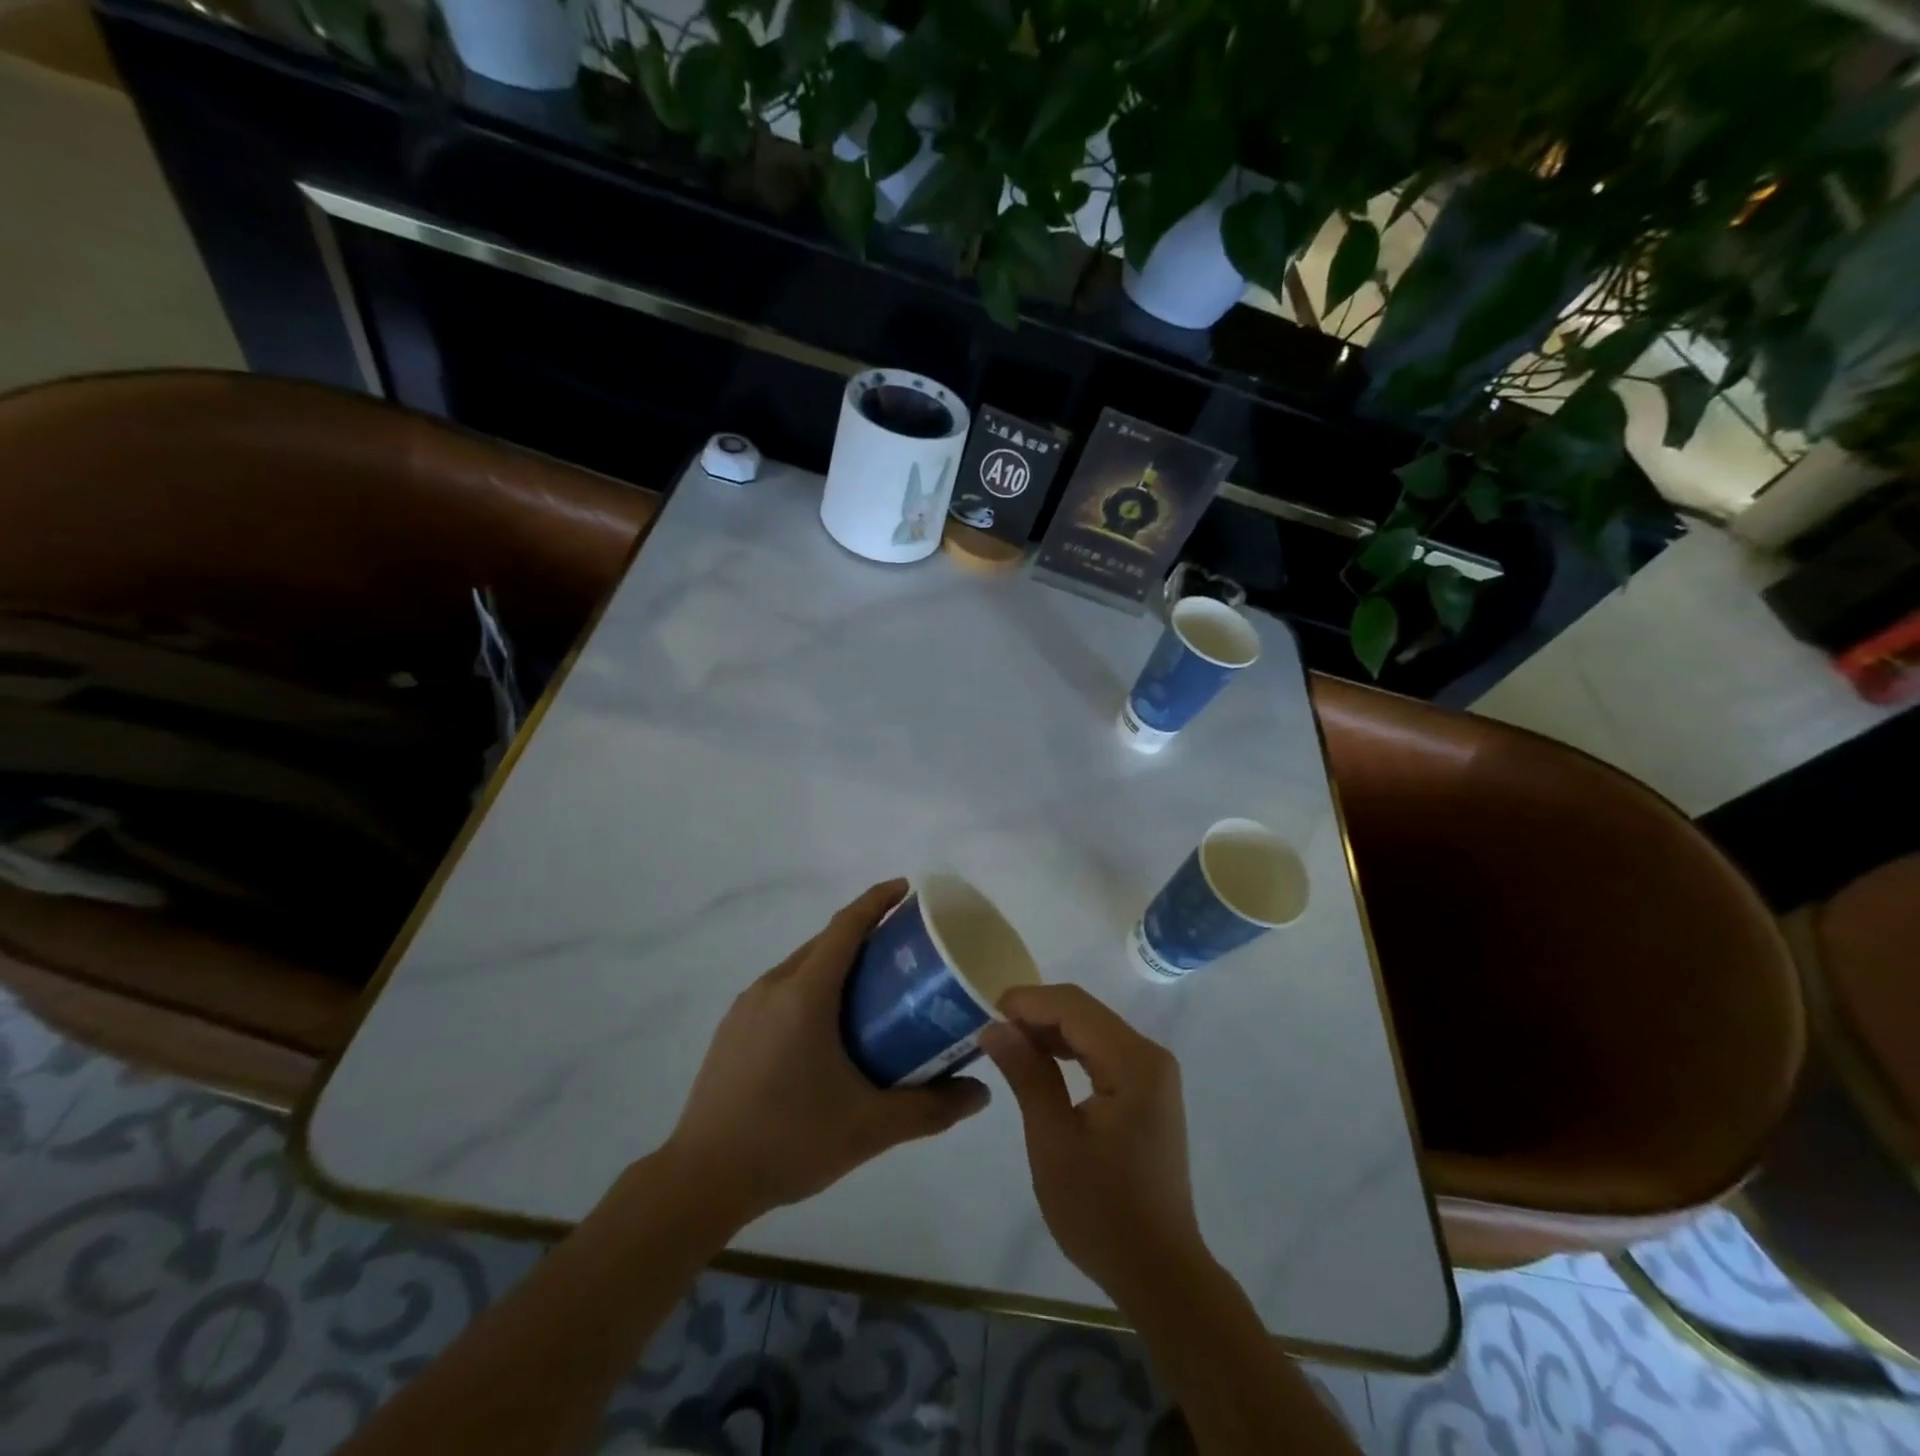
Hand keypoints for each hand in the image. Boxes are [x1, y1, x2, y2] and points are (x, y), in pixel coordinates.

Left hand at [664, 880, 990, 1227]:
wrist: (701, 1180)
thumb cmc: (789, 1141)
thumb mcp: (869, 1128)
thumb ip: (930, 1109)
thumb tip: (981, 1094)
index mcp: (805, 995)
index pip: (846, 926)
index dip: (877, 900)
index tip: (908, 889)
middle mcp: (773, 987)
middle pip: (825, 942)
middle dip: (865, 932)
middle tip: (906, 948)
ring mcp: (747, 1007)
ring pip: (802, 965)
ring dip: (837, 962)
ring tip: (873, 987)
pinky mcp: (733, 1028)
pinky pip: (782, 988)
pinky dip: (813, 986)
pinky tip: (829, 1026)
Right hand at [981, 985, 1210, 1304]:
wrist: (1159, 1272)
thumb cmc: (1101, 1211)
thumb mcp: (1053, 1141)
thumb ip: (1027, 1075)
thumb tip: (994, 1027)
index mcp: (1133, 1062)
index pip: (1073, 1006)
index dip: (1028, 1001)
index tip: (985, 1012)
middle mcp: (1149, 1055)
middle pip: (1085, 1012)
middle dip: (1036, 1013)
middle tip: (991, 1031)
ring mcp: (1152, 1073)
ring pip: (1092, 1029)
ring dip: (1050, 1029)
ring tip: (1007, 1044)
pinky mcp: (1147, 1091)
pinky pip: (1102, 1051)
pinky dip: (1069, 1050)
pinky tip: (1040, 1062)